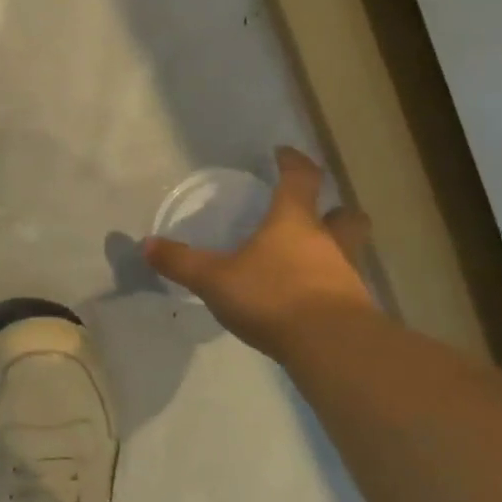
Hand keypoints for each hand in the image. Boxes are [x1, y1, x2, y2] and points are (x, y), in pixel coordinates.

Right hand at [144, 147, 375, 358]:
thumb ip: (181, 262)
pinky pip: (344, 288)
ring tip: (308, 263)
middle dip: (334, 210)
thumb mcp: (214, 280)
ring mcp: (346, 276)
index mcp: (294, 222)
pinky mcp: (355, 310)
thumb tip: (147, 244)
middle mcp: (327, 242)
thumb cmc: (272, 297)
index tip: (284, 154)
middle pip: (344, 215)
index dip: (293, 163)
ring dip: (334, 250)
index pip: (300, 179)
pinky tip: (309, 302)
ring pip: (349, 252)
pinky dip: (329, 288)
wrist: (330, 346)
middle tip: (318, 213)